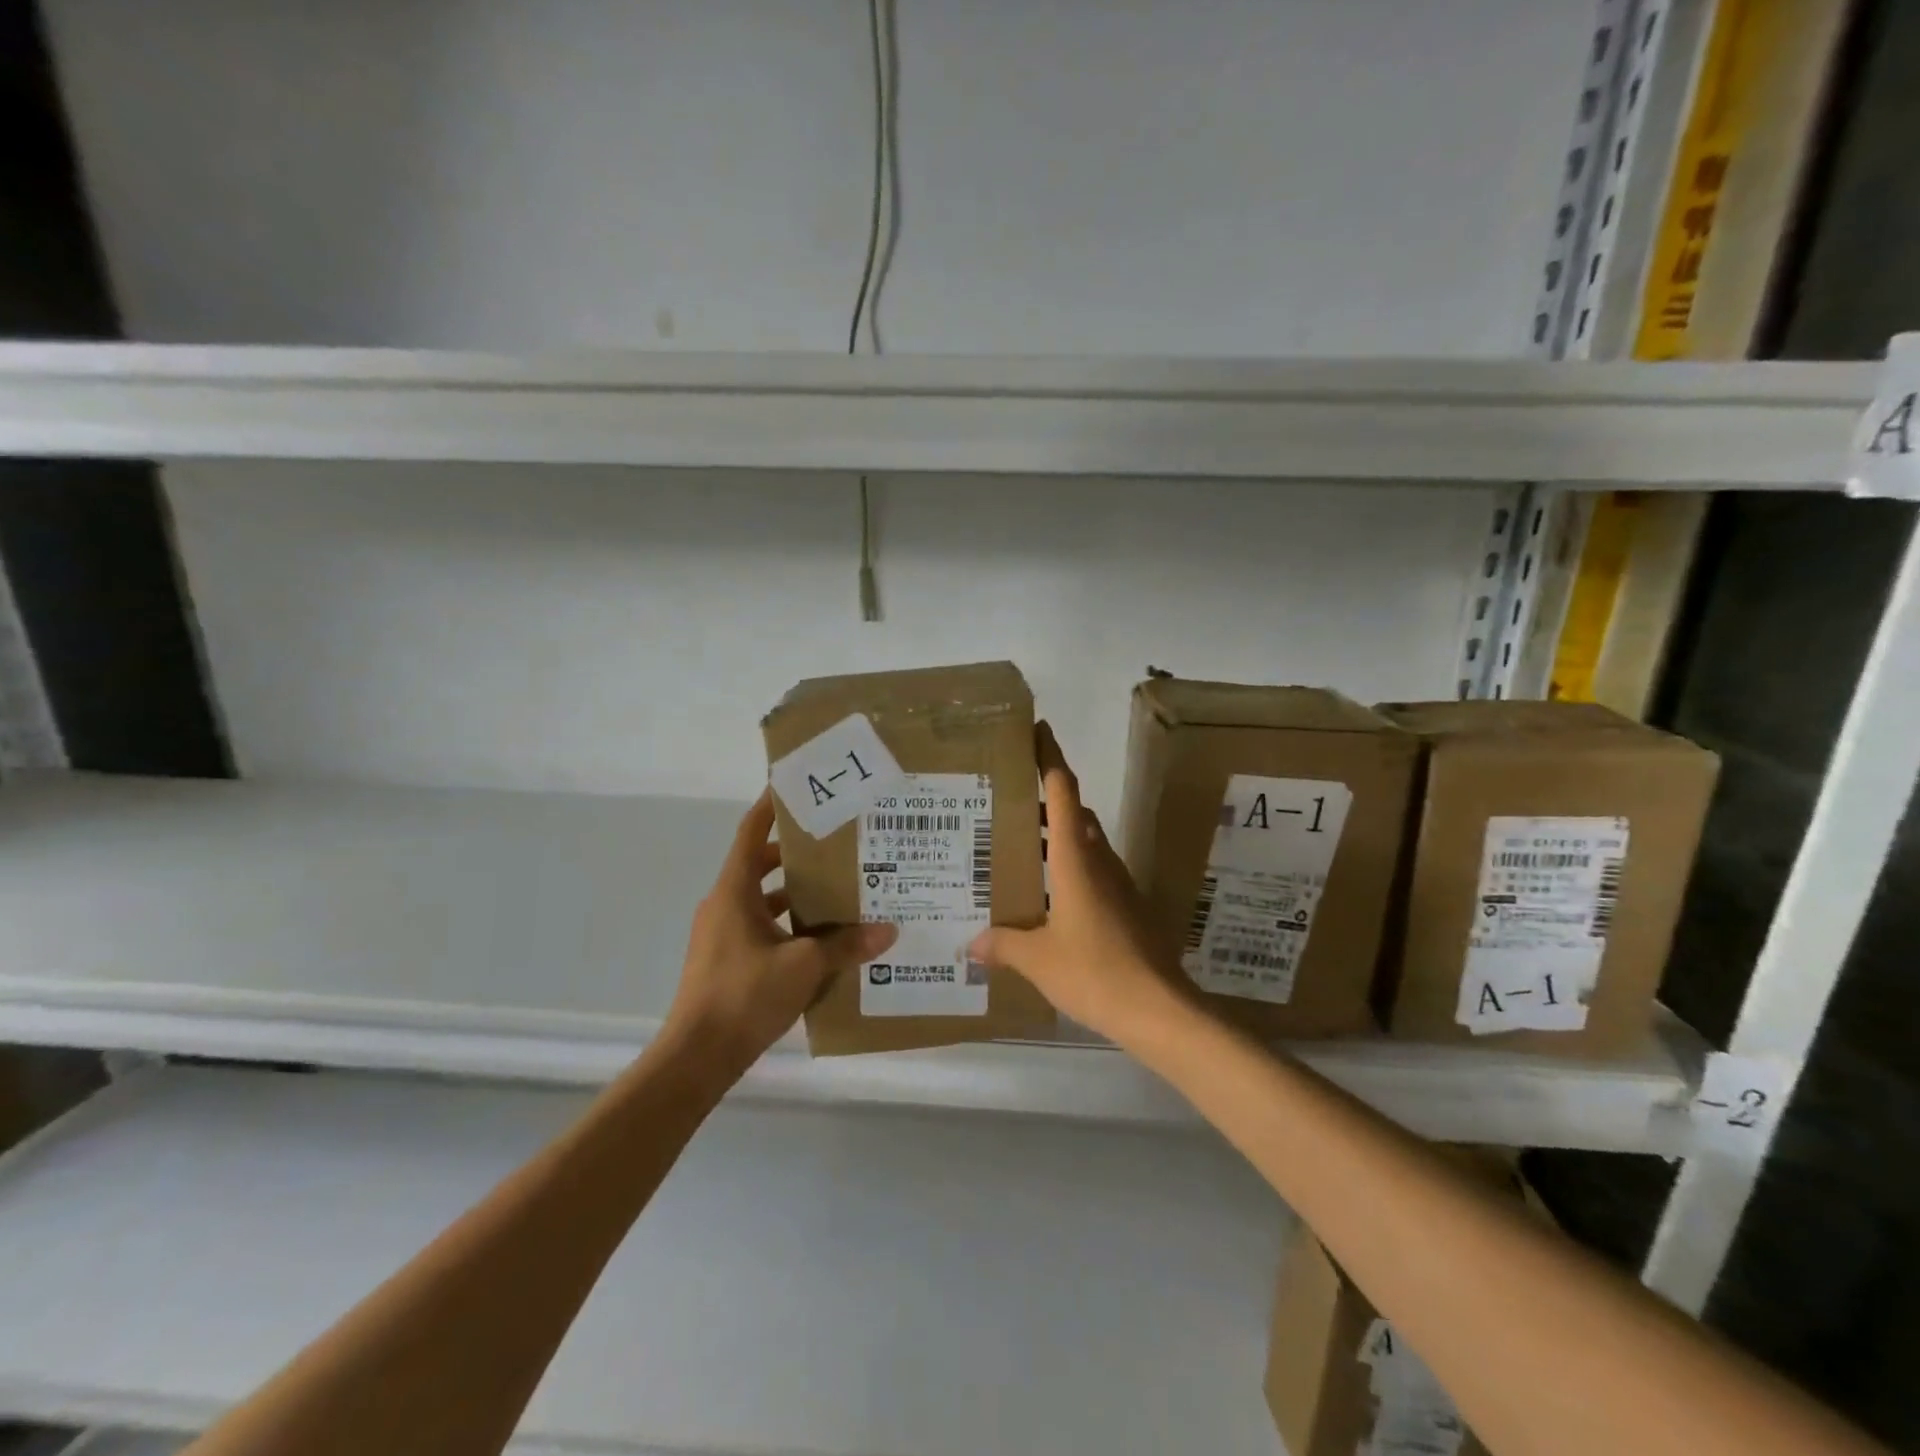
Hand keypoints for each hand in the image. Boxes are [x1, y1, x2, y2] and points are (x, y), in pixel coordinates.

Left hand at [666, 790, 896, 1070]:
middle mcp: (724, 905)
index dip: (771, 807)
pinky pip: (761, 928)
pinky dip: (788, 926)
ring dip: (796, 895)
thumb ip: (847, 945)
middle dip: (798, 856)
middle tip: (838, 847)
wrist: (696, 1057)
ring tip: (839, 893)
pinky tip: (821, 941)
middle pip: (761, 865)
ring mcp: (722, 935)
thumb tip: (888, 930)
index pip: (751, 833)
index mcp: (734, 891)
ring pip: (763, 900)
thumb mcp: (805, 966)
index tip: (795, 787)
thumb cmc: (745, 995)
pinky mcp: (726, 961)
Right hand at [968, 723, 1183, 1044]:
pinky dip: (1069, 867)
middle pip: (1074, 813)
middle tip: (1008, 800)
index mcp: (1075, 858)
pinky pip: (1093, 871)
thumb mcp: (1038, 959)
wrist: (1158, 1009)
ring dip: (1057, 834)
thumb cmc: (1094, 970)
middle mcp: (1098, 861)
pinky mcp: (1127, 906)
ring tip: (1020, 846)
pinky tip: (1047, 896)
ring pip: (1084, 842)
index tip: (1038, 730)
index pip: (1063, 792)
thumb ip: (1004, 945)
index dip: (1050, 757)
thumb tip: (972, 944)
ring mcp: (1117, 883)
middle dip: (1046, 799)